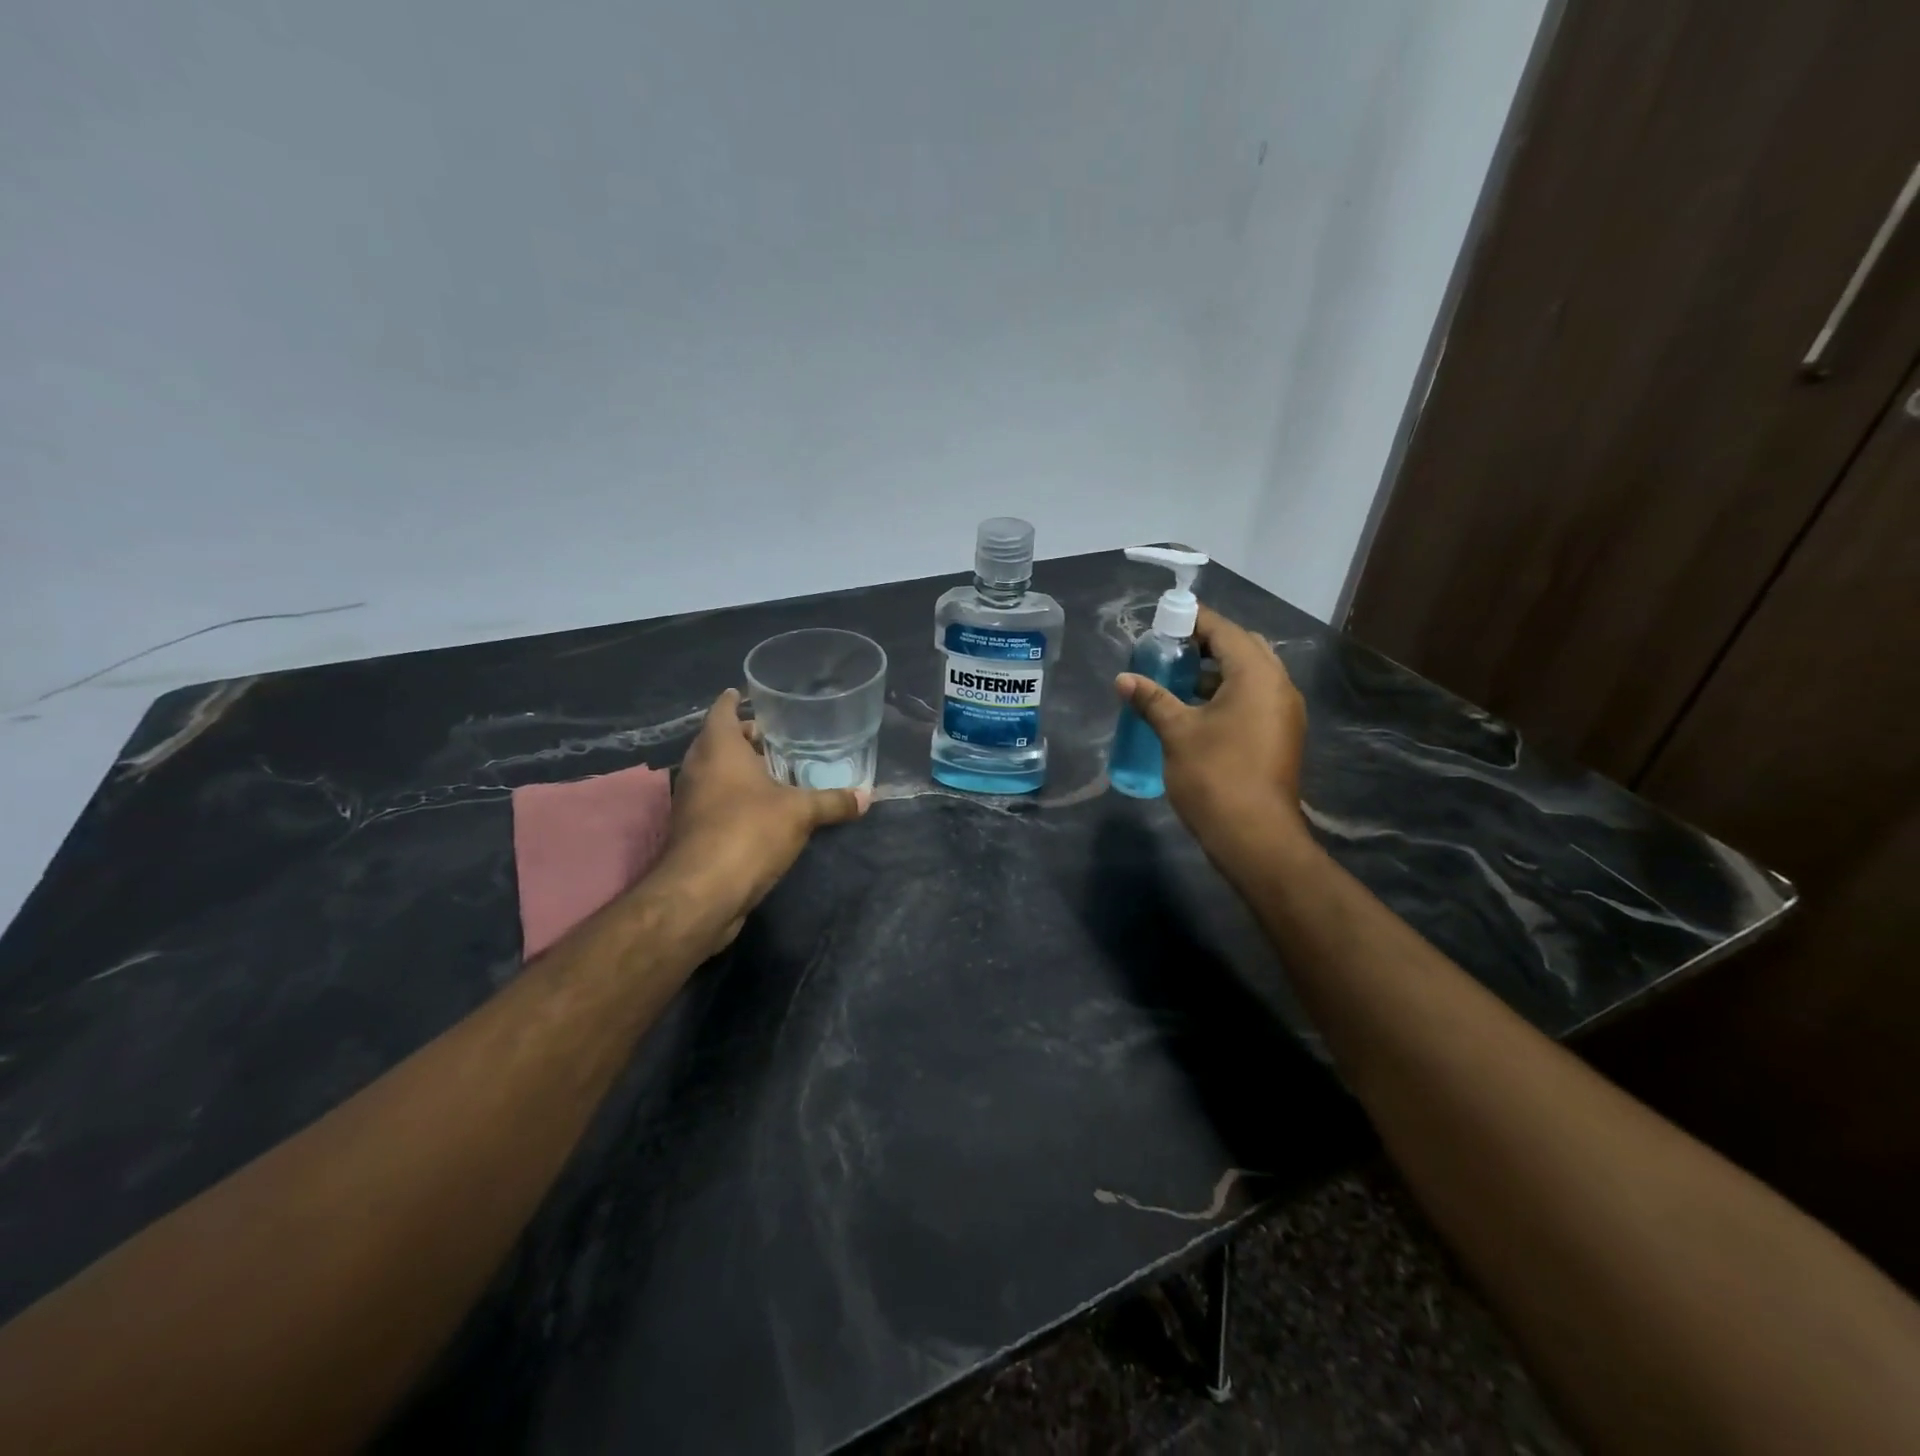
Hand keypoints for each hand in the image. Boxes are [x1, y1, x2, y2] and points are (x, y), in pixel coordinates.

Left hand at [653, 689, 868, 950]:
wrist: (701, 893)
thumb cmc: (748, 832)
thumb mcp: (800, 813)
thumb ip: (833, 801)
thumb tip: (868, 795)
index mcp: (718, 748)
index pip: (723, 710)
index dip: (736, 700)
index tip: (752, 695)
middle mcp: (698, 768)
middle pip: (719, 741)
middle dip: (745, 737)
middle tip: (777, 735)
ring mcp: (690, 801)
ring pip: (715, 773)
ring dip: (740, 770)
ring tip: (776, 770)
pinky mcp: (693, 831)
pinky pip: (715, 801)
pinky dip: (735, 798)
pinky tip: (764, 808)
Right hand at [1114, 605, 1309, 863]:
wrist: (1254, 836)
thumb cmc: (1214, 776)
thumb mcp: (1176, 733)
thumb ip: (1152, 700)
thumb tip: (1123, 679)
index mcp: (1257, 675)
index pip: (1225, 631)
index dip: (1194, 620)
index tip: (1164, 619)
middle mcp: (1279, 686)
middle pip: (1243, 648)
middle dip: (1207, 644)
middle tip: (1170, 649)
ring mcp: (1284, 712)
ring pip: (1251, 675)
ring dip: (1217, 670)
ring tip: (1177, 677)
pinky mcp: (1281, 735)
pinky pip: (1255, 698)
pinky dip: (1229, 692)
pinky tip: (1198, 709)